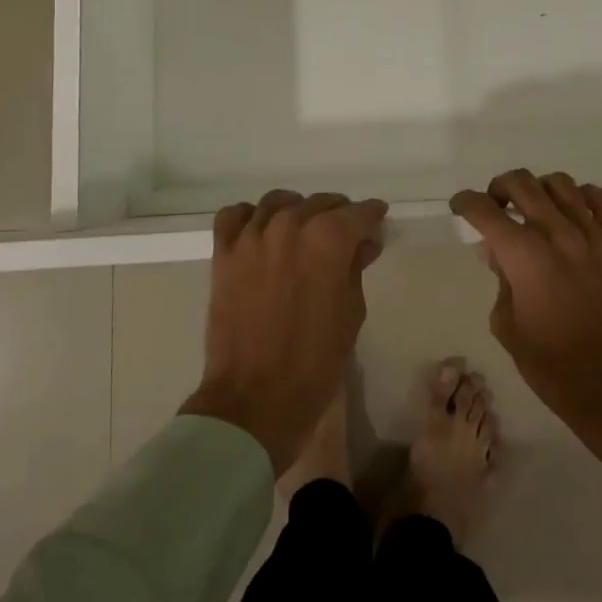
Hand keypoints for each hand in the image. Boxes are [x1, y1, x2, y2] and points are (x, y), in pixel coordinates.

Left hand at [180, 189, 387, 475]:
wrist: (255, 398)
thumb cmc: (315, 361)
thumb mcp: (351, 313)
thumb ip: (355, 268)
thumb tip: (361, 244)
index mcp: (327, 240)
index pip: (358, 213)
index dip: (372, 216)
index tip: (377, 221)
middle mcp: (290, 225)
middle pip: (320, 202)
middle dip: (338, 214)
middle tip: (345, 234)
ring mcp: (252, 237)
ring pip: (278, 202)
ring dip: (297, 211)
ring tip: (303, 231)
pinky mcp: (224, 253)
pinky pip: (234, 215)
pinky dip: (250, 216)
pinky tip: (260, 231)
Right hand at [451, 171, 601, 479]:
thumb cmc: (557, 370)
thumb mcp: (510, 330)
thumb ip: (501, 283)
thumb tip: (499, 254)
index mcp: (525, 258)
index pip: (485, 211)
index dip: (466, 203)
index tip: (460, 206)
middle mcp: (559, 236)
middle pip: (522, 184)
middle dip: (499, 188)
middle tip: (495, 206)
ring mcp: (595, 238)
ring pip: (562, 184)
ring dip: (539, 188)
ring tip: (534, 208)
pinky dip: (583, 196)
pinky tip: (574, 211)